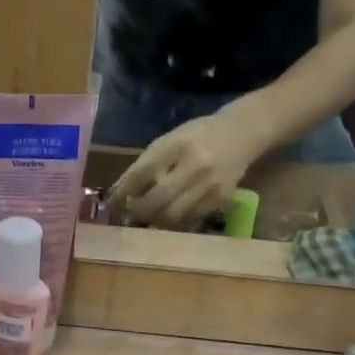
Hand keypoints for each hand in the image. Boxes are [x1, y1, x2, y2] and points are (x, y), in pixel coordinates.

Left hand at [107, 108, 263, 227]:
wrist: (243, 132)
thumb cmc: (199, 135)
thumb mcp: (171, 139)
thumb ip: (147, 162)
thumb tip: (120, 191)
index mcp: (178, 145)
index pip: (143, 173)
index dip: (124, 191)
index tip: (111, 203)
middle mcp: (195, 166)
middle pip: (157, 199)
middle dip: (138, 210)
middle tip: (129, 213)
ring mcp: (210, 185)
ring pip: (173, 215)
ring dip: (154, 220)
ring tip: (146, 217)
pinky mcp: (220, 199)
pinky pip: (189, 219)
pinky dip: (173, 222)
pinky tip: (167, 216)